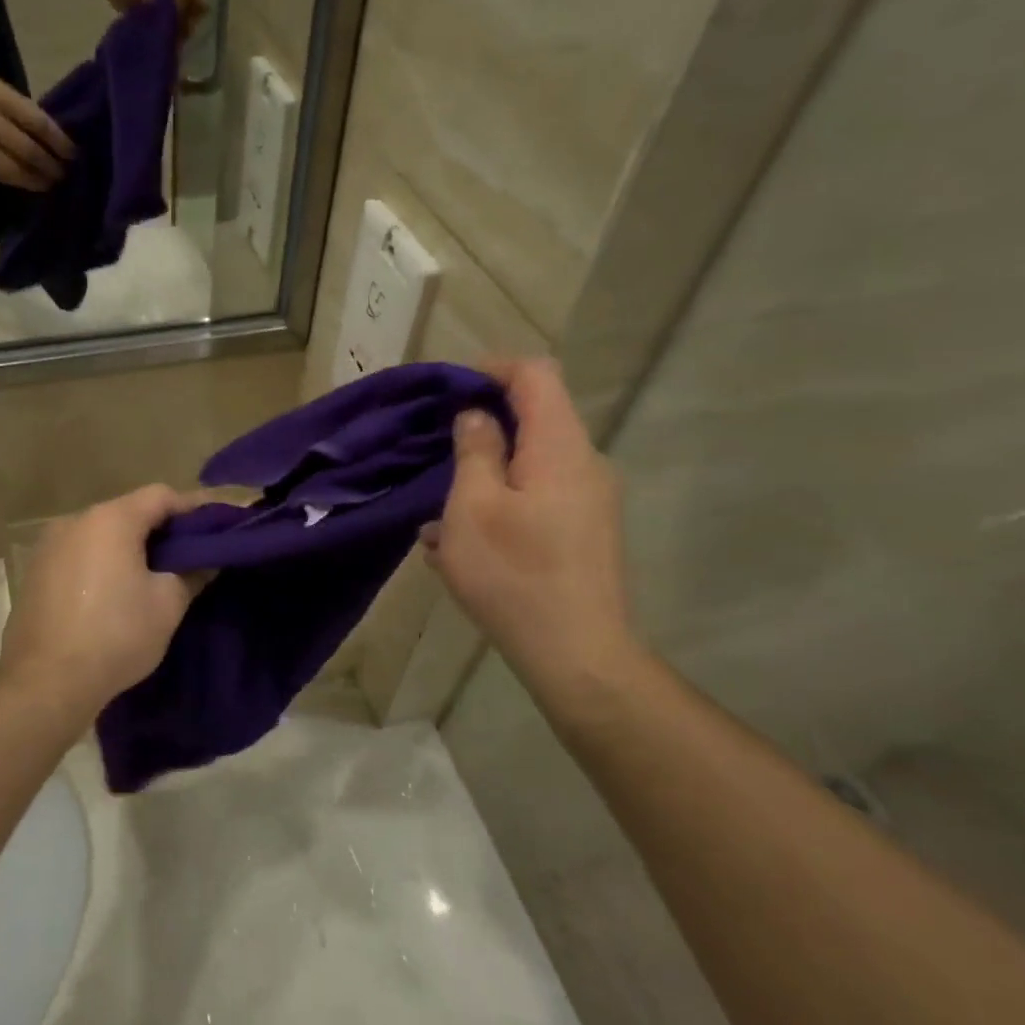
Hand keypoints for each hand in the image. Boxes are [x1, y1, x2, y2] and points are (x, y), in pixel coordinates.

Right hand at [0, 67, 74, 191]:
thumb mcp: (6, 94)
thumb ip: (28, 115)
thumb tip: (60, 144)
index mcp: (1, 98)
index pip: (38, 123)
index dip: (59, 142)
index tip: (73, 155)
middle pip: (26, 149)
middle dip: (48, 166)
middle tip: (63, 175)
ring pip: (10, 168)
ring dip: (33, 180)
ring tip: (48, 184)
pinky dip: (15, 181)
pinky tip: (28, 183)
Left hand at [0, 485, 205, 716]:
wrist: (46, 682)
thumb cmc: (116, 635)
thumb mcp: (167, 604)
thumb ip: (192, 572)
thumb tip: (206, 560)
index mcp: (111, 519)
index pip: (161, 496)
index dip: (193, 508)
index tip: (216, 526)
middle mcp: (75, 520)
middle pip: (129, 511)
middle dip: (161, 528)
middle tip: (190, 553)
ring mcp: (49, 546)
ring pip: (102, 533)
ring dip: (130, 547)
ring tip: (155, 574)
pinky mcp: (35, 572)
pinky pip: (80, 554)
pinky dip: (103, 562)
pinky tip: (116, 591)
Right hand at [422, 360, 641, 701]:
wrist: (577, 655)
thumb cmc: (515, 575)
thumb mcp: (473, 507)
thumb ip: (475, 450)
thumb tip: (477, 416)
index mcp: (559, 446)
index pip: (535, 374)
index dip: (492, 369)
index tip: (450, 389)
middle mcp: (584, 464)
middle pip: (535, 418)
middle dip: (482, 428)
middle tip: (435, 452)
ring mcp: (589, 501)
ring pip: (530, 465)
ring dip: (484, 475)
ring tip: (439, 513)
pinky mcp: (584, 533)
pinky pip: (537, 499)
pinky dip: (500, 505)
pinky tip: (463, 545)